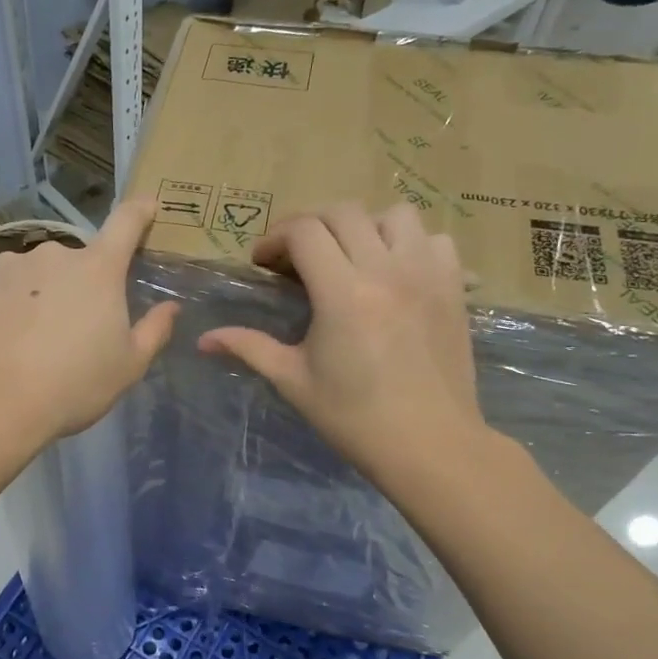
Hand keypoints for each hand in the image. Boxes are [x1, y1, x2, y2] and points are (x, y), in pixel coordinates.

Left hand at [0, 199, 178, 442]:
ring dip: (29, 296)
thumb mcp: (127, 367)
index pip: (126, 224)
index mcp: (98, 270)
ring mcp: (6, 262)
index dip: (139, 212)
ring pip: (26, 275)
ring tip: (17, 341)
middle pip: (70, 263)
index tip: (145, 207)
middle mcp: (52, 254)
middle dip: (71, 287)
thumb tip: (170, 307)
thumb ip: (153, 331)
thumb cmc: (72, 386)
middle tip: (62, 330)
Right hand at [197, 203, 488, 480]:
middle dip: (311, 226)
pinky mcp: (454, 288)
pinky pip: (435, 240)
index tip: (264, 264)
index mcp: (342, 293)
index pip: (304, 231)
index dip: (275, 238)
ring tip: (351, 257)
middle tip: (297, 258)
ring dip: (365, 226)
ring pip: (395, 215)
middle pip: (343, 212)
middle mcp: (386, 270)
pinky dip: (412, 244)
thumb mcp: (293, 380)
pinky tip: (396, 272)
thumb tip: (203, 340)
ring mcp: (427, 274)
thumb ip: (248, 347)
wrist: (430, 446)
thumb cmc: (354, 417)